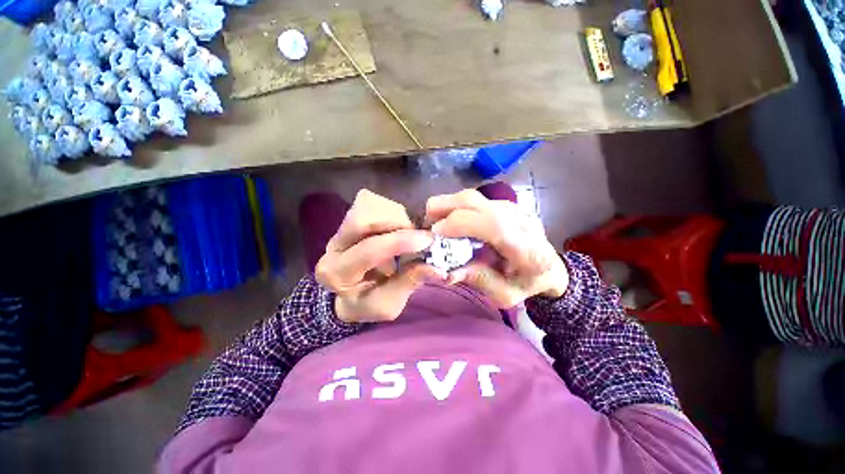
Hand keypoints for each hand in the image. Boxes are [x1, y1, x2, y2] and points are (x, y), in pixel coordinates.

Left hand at [316, 190, 446, 322]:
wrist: (350, 294)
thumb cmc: (368, 303)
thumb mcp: (389, 304)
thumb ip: (409, 283)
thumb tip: (438, 268)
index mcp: (338, 273)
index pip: (368, 250)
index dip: (399, 242)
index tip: (428, 240)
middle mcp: (334, 246)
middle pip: (362, 218)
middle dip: (396, 222)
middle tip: (417, 234)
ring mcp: (341, 229)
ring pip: (367, 205)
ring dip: (396, 215)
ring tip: (408, 232)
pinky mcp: (351, 219)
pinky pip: (373, 202)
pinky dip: (392, 211)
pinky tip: (399, 227)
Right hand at [425, 189, 568, 307]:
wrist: (550, 268)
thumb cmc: (527, 284)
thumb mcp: (504, 295)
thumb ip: (478, 280)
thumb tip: (446, 271)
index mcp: (527, 248)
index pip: (491, 223)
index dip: (458, 223)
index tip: (434, 233)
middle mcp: (520, 219)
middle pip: (474, 200)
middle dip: (443, 208)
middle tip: (426, 226)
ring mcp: (512, 207)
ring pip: (471, 196)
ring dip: (447, 206)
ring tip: (435, 224)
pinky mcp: (504, 204)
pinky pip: (473, 200)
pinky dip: (455, 208)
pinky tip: (450, 222)